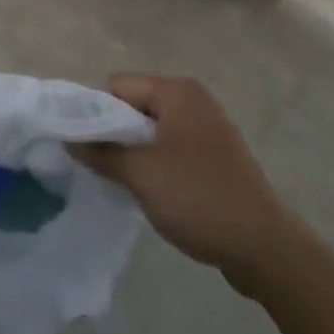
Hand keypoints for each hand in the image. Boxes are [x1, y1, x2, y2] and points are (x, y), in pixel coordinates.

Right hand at [70, 74, 288, 288]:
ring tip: (119, 180)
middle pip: (135, 105)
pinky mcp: (215, 156)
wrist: (264, 247)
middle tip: (96, 165)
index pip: (118, 85)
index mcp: (177, 91)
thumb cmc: (198, 197)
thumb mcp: (140, 174)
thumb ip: (101, 152)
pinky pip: (171, 147)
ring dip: (133, 151)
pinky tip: (149, 190)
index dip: (94, 111)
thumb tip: (69, 139)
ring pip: (152, 129)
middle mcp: (193, 100)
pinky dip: (155, 163)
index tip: (80, 144)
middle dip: (113, 132)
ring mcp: (208, 128)